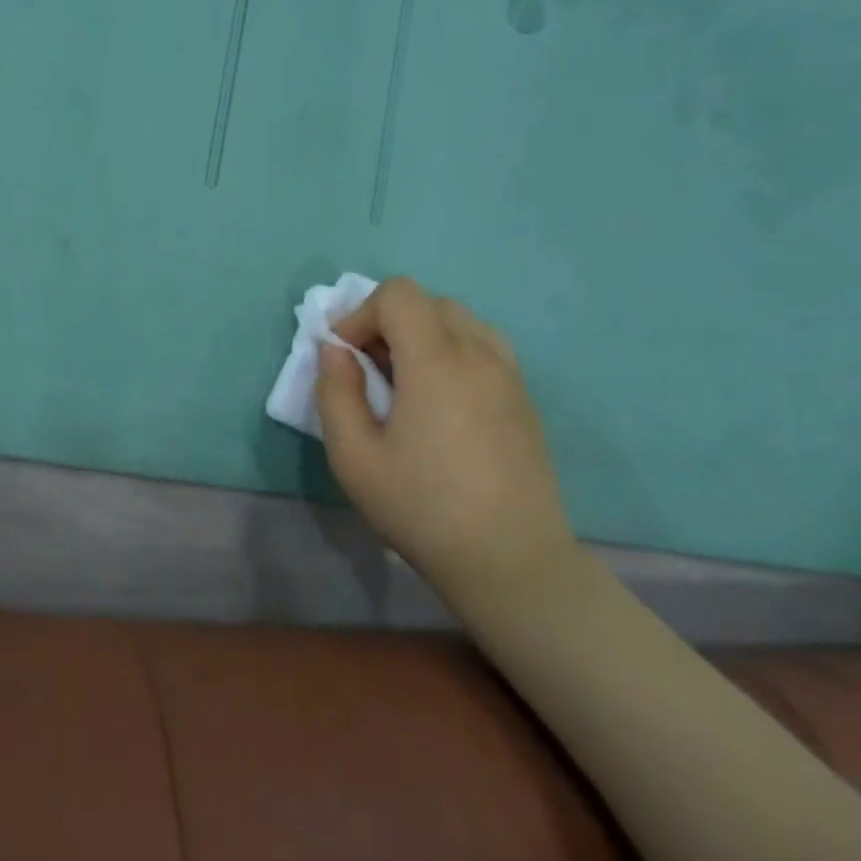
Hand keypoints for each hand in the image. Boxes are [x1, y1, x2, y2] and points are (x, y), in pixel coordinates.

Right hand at [315, 277, 577, 605]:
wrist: (514, 566)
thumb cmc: (424, 509)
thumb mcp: (353, 458)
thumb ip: (335, 392)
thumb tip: (336, 351)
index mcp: (436, 362)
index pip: (398, 295)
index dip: (362, 314)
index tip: (348, 357)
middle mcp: (479, 356)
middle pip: (429, 302)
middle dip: (390, 322)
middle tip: (374, 369)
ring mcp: (509, 377)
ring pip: (461, 321)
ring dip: (425, 335)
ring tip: (408, 382)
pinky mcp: (525, 401)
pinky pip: (484, 349)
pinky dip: (454, 353)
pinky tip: (442, 403)